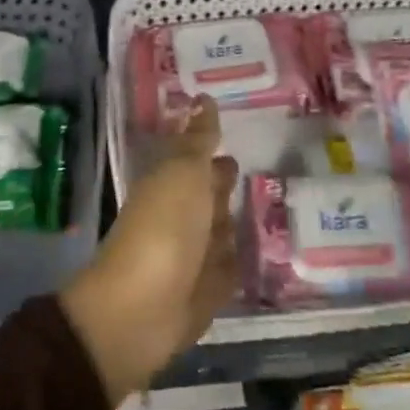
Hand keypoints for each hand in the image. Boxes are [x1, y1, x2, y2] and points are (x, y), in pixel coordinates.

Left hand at [60, 98, 238, 403]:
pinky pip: (230, 267)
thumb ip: (198, 139)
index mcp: (170, 182)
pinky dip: (241, 258)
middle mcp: (181, 215)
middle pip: (208, 193)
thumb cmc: (164, 229)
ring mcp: (194, 255)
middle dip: (224, 183)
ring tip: (267, 206)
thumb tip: (205, 98)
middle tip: (258, 168)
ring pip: (221, 229)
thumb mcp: (183, 173)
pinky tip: (261, 249)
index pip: (195, 157)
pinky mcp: (208, 291)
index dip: (210, 144)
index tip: (234, 128)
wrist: (142, 311)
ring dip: (235, 220)